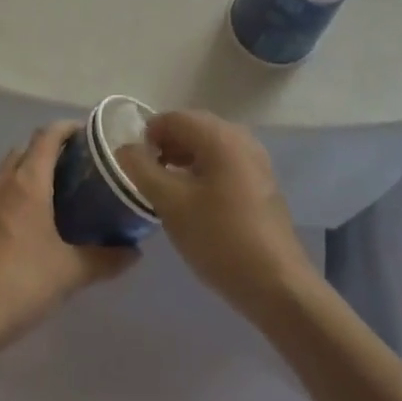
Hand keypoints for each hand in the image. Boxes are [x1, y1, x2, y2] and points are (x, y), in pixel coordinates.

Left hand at [0, 123, 134, 361]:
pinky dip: (13, 198)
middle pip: (25, 150)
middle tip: (77, 167)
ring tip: (55, 196)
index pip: (47, 136)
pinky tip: (27, 227)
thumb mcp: (70, 274)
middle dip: (49, 150)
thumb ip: (106, 259)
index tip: (88, 134)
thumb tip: (135, 252)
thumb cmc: (19, 284)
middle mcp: (2, 185)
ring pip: (7, 174)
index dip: (67, 128)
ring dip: (29, 173)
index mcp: (28, 184)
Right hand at [116, 111, 317, 322]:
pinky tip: (192, 199)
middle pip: (193, 127)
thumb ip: (142, 170)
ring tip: (164, 188)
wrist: (275, 283)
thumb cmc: (219, 238)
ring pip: (208, 146)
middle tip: (146, 175)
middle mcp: (241, 138)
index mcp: (220, 136)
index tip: (132, 164)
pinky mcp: (260, 182)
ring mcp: (255, 160)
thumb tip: (126, 149)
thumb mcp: (171, 204)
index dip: (147, 135)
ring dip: (182, 158)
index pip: (174, 118)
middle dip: (165, 145)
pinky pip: (223, 162)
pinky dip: (202, 170)